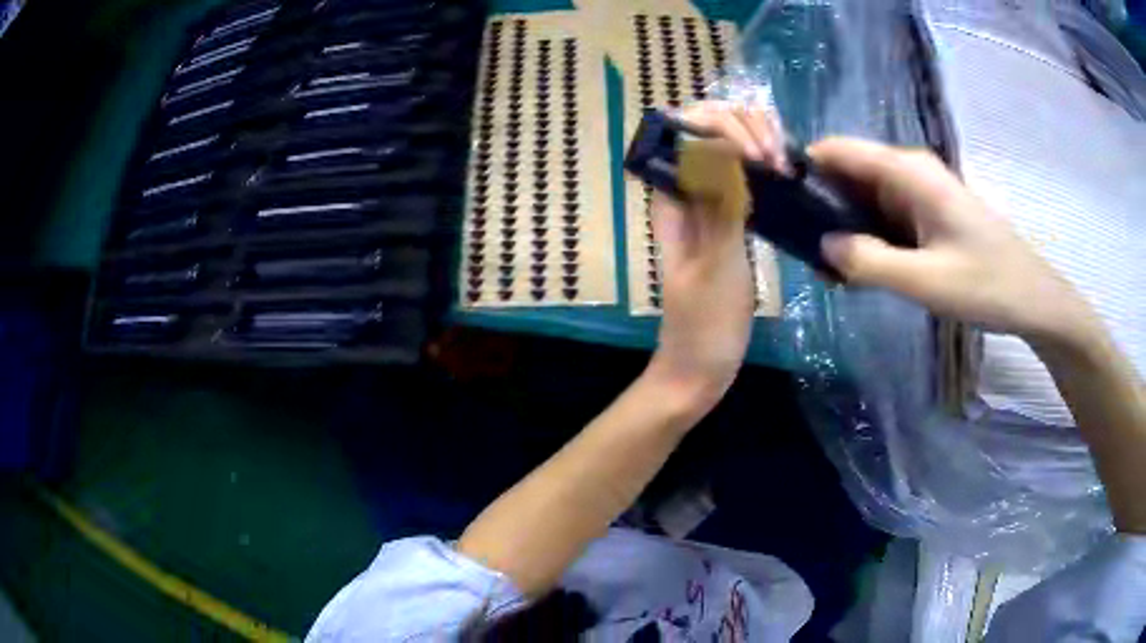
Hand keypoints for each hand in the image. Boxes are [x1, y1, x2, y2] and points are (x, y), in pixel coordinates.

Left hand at [646, 103, 785, 412]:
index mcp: (671, 197)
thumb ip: (720, 207)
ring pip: (729, 146)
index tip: (755, 154)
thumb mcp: (717, 267)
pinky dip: (765, 164)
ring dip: (757, 141)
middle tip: (776, 160)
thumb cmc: (704, 326)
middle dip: (743, 127)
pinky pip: (745, 175)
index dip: (719, 125)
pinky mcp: (731, 220)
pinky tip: (787, 174)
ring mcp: (711, 202)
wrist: (700, 369)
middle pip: (708, 127)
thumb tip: (723, 145)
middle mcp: (687, 190)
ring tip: (785, 166)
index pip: (684, 129)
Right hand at [809, 137, 1098, 346]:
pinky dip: (865, 236)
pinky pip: (883, 214)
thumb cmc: (986, 283)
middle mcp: (909, 171)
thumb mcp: (926, 281)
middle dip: (820, 204)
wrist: (1031, 297)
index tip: (777, 203)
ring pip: (863, 195)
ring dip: (842, 225)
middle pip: (847, 172)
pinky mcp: (926, 212)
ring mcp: (918, 191)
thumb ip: (869, 262)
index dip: (802, 168)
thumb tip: (822, 245)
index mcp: (908, 172)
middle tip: (801, 250)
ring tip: (825, 266)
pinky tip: (858, 268)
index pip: (838, 150)